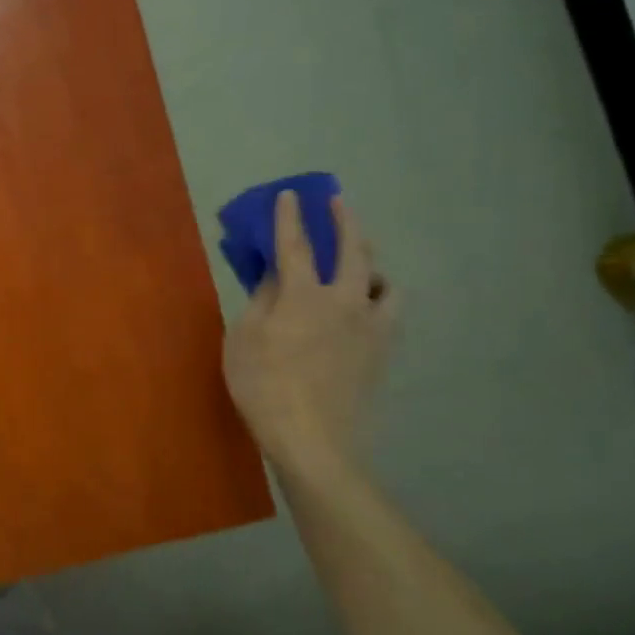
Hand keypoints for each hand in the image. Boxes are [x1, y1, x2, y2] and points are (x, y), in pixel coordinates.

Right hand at [222, 193, 395, 479]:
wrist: (313, 440)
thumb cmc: (264, 387)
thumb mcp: (244, 339)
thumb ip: (261, 301)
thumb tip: (275, 276)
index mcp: (304, 295)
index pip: (296, 245)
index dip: (290, 217)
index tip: (290, 194)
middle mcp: (345, 302)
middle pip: (354, 251)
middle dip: (345, 221)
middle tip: (338, 201)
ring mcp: (370, 327)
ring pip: (385, 281)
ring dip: (372, 261)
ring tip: (361, 261)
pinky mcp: (382, 352)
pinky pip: (390, 312)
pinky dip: (380, 297)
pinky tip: (369, 305)